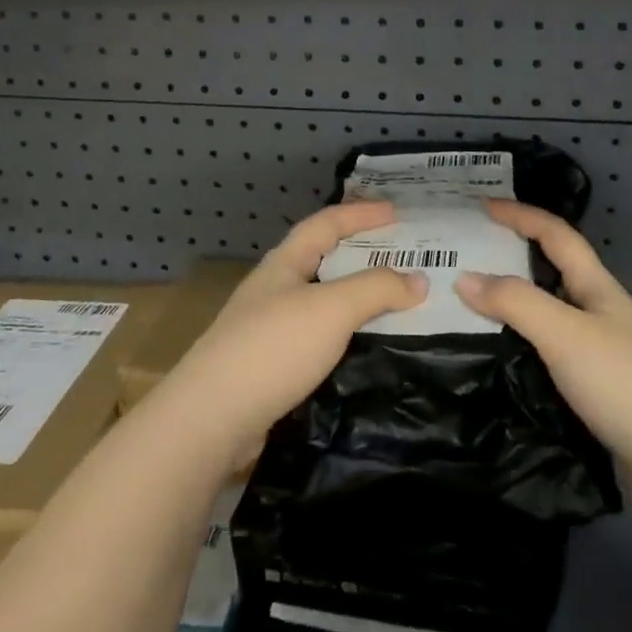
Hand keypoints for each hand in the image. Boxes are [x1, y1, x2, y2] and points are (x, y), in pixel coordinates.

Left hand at [152, 201, 426, 470]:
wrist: (211, 417)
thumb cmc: (273, 347)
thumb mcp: (332, 309)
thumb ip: (376, 289)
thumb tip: (420, 280)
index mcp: (284, 263)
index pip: (326, 223)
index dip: (361, 214)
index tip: (397, 213)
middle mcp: (274, 288)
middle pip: (322, 258)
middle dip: (361, 253)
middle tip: (402, 257)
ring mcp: (268, 327)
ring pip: (321, 299)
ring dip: (355, 295)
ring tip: (392, 303)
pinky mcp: (270, 364)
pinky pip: (317, 334)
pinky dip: (344, 331)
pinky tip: (362, 347)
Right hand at [457, 200, 631, 489]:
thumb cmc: (626, 384)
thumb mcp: (566, 333)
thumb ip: (515, 302)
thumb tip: (463, 278)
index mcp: (598, 288)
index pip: (556, 235)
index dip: (521, 215)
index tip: (481, 206)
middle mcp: (600, 314)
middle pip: (552, 272)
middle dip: (511, 257)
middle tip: (465, 257)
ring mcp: (601, 354)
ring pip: (548, 315)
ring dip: (512, 305)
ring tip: (467, 306)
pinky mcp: (597, 391)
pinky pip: (549, 353)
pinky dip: (520, 345)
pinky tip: (497, 358)